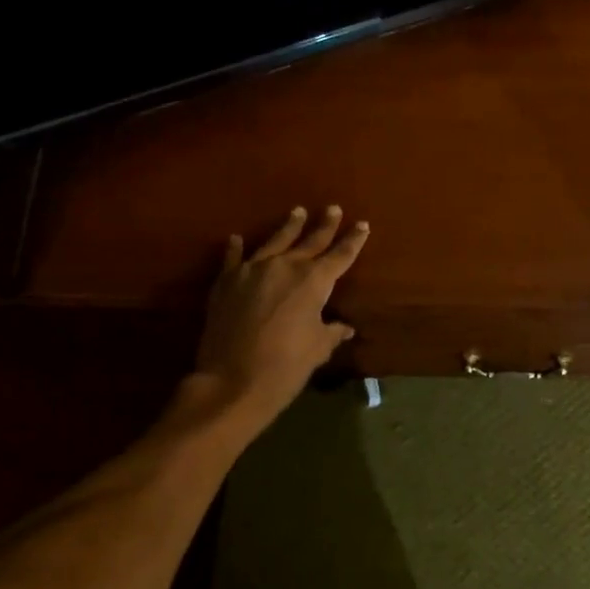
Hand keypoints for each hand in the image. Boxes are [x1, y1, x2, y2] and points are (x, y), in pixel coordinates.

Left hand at [193, 205, 369, 421]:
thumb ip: (332, 332)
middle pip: (310, 241)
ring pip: (275, 241)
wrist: (233, 380)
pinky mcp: (227, 281)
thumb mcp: (318, 348)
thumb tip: (345, 328)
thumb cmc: (286, 365)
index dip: (353, 240)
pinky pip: (233, 259)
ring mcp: (253, 270)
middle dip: (325, 225)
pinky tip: (236, 238)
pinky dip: (236, 248)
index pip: (340, 255)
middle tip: (333, 208)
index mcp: (314, 281)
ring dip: (288, 226)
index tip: (362, 225)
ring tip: (298, 211)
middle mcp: (285, 266)